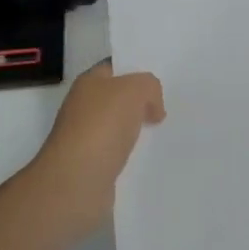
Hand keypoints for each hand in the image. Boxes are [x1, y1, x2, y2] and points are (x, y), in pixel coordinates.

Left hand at [30, 61, 164, 240]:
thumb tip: (152, 108)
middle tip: (172, 104)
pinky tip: (154, 156)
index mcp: (89, 82)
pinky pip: (122, 153)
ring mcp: (88, 138)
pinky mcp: (95, 166)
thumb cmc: (102, 126)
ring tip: (169, 130)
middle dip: (144, 101)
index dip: (138, 68)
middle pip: (120, 97)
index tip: (164, 76)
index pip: (116, 67)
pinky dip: (136, 154)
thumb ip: (150, 86)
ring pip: (123, 126)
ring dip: (141, 129)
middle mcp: (85, 107)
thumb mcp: (135, 90)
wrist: (76, 183)